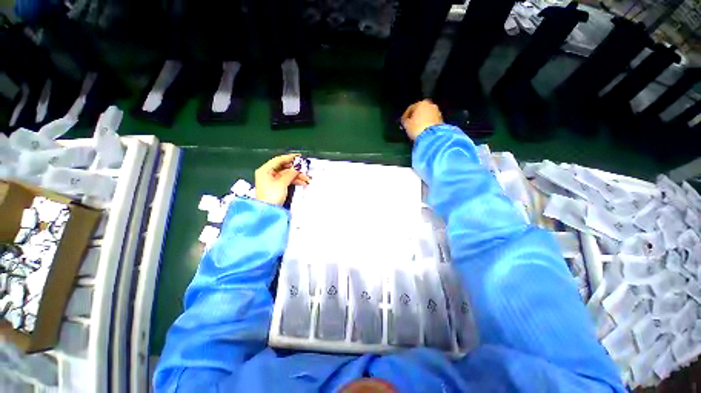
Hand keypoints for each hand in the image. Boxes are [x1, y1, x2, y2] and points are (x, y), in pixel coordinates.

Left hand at [255, 154, 310, 205]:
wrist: (267, 211)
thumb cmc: (271, 195)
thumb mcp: (282, 183)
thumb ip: (291, 173)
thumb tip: (298, 166)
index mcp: (265, 170)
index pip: (279, 160)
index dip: (290, 158)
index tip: (300, 157)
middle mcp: (267, 173)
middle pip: (283, 167)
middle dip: (295, 169)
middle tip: (305, 169)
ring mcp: (272, 181)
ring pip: (286, 175)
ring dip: (297, 176)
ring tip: (306, 179)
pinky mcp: (276, 187)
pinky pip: (286, 180)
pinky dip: (294, 181)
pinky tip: (302, 182)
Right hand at [401, 100, 442, 140]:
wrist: (431, 136)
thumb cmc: (416, 128)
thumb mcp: (407, 124)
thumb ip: (405, 120)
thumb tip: (406, 121)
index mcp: (421, 103)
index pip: (410, 108)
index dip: (405, 116)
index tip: (403, 123)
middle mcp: (430, 105)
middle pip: (420, 111)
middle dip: (415, 117)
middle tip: (410, 124)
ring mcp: (437, 112)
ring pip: (426, 115)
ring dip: (421, 120)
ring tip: (417, 128)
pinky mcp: (441, 120)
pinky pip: (431, 120)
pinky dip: (427, 123)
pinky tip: (423, 129)